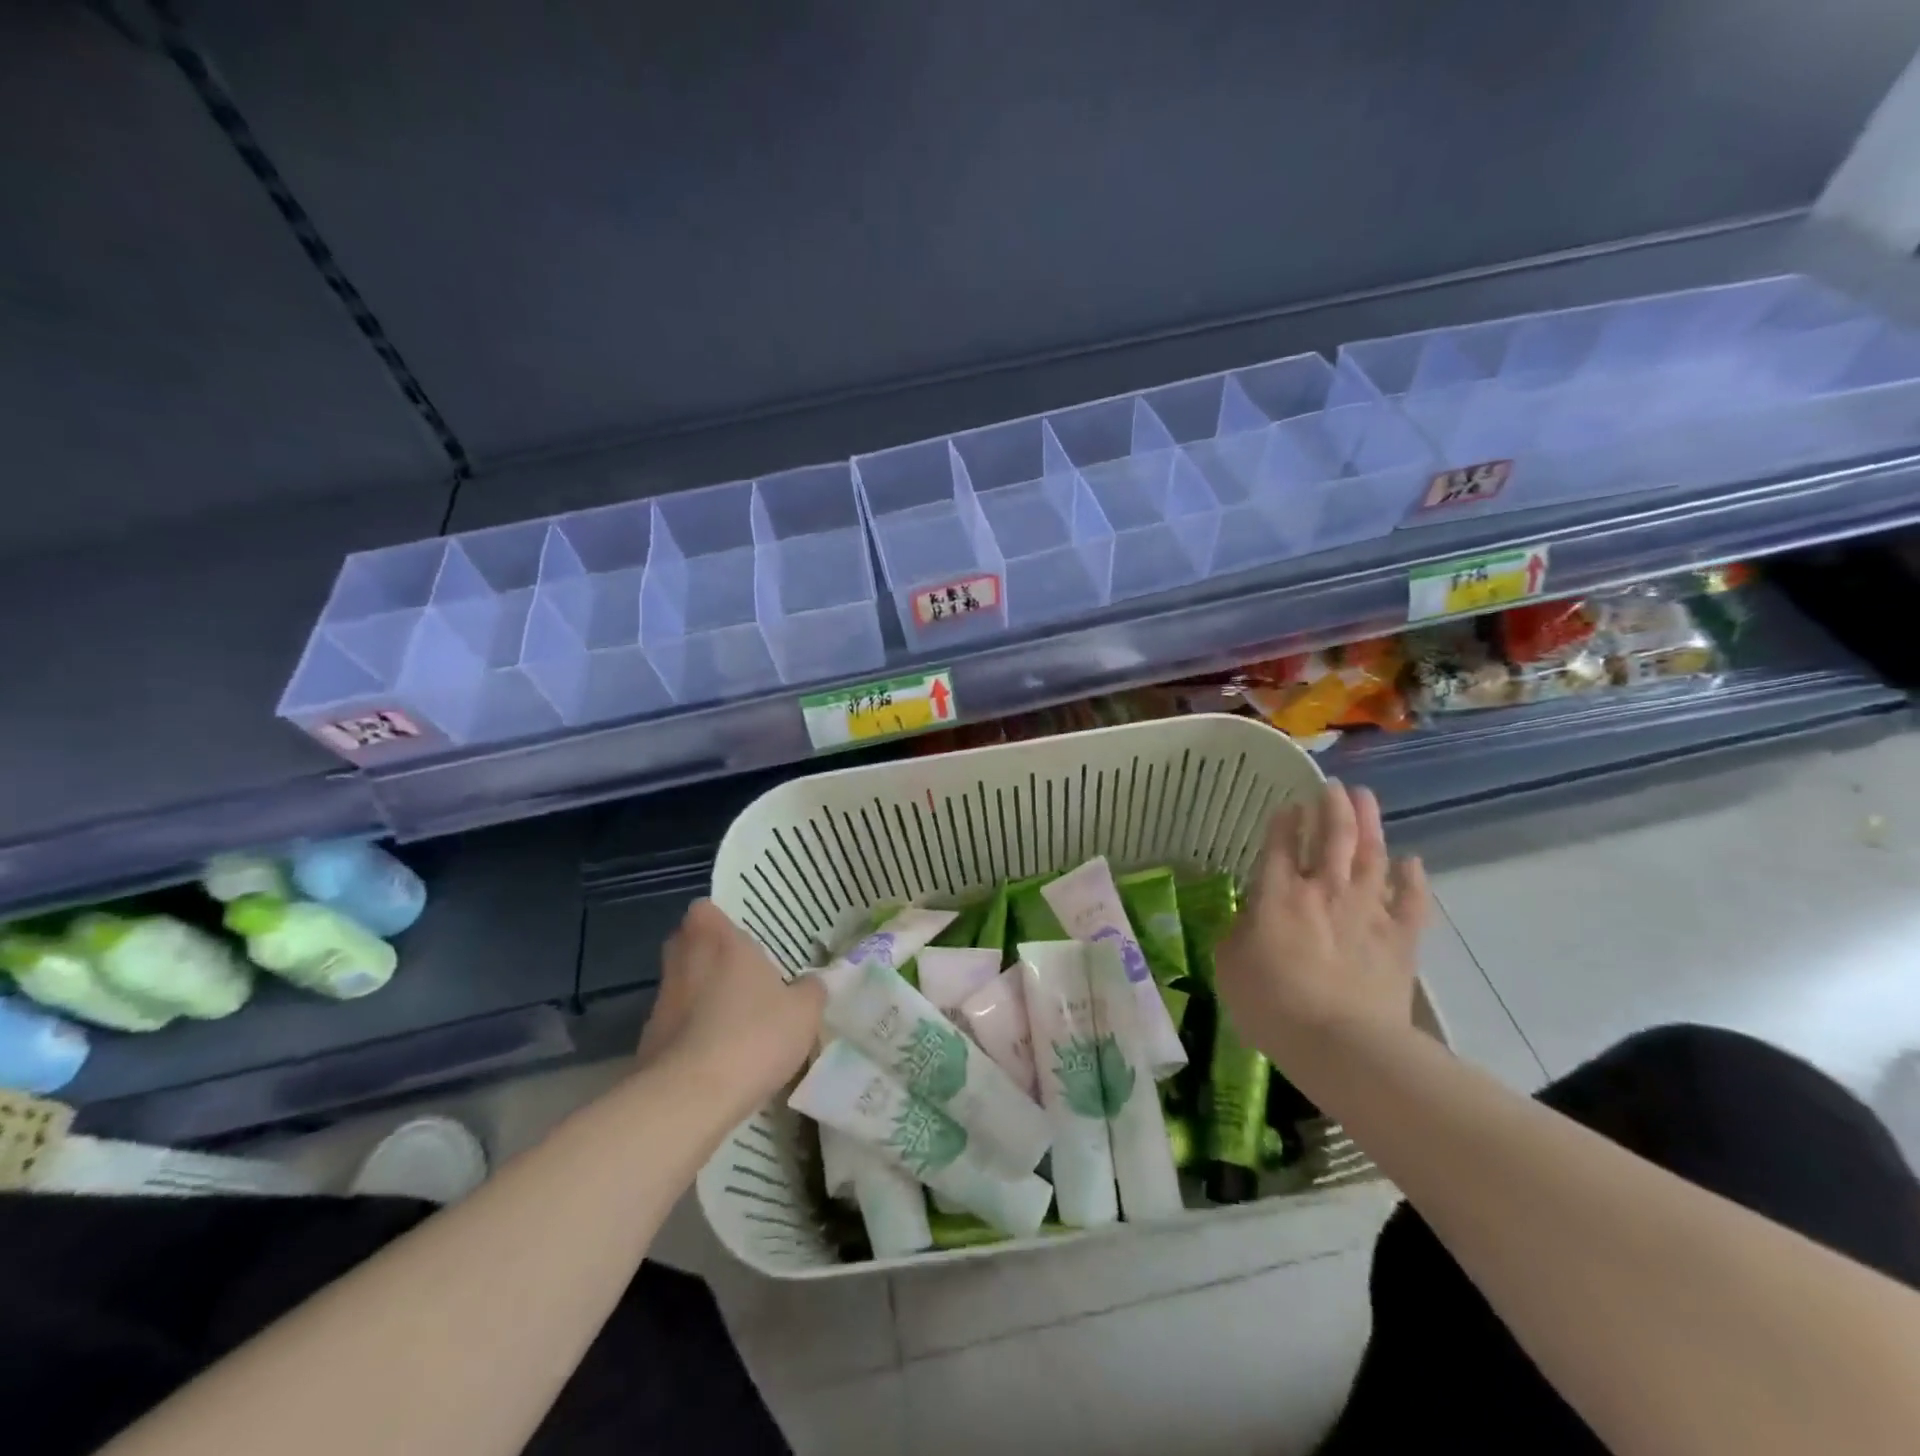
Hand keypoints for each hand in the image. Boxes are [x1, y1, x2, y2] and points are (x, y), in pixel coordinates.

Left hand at [639, 900, 826, 1122]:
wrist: (689, 1099)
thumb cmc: (753, 1036)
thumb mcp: (803, 1013)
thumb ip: (811, 991)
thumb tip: (813, 983)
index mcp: (720, 941)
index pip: (704, 909)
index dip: (718, 919)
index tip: (740, 936)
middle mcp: (685, 962)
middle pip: (686, 942)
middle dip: (706, 952)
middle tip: (738, 970)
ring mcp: (662, 1002)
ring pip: (680, 983)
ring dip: (698, 994)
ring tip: (732, 1017)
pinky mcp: (648, 1041)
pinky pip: (672, 1023)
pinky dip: (689, 1032)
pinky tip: (715, 1055)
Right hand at [1215, 781, 1428, 1066]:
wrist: (1341, 1045)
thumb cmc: (1271, 1005)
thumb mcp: (1229, 966)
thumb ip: (1237, 934)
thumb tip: (1248, 922)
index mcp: (1278, 894)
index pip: (1282, 844)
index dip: (1285, 821)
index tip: (1289, 805)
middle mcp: (1324, 890)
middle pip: (1333, 835)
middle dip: (1333, 805)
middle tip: (1333, 786)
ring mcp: (1367, 910)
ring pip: (1371, 854)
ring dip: (1369, 823)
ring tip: (1366, 798)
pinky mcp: (1400, 938)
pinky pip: (1412, 900)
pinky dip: (1412, 878)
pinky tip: (1411, 862)